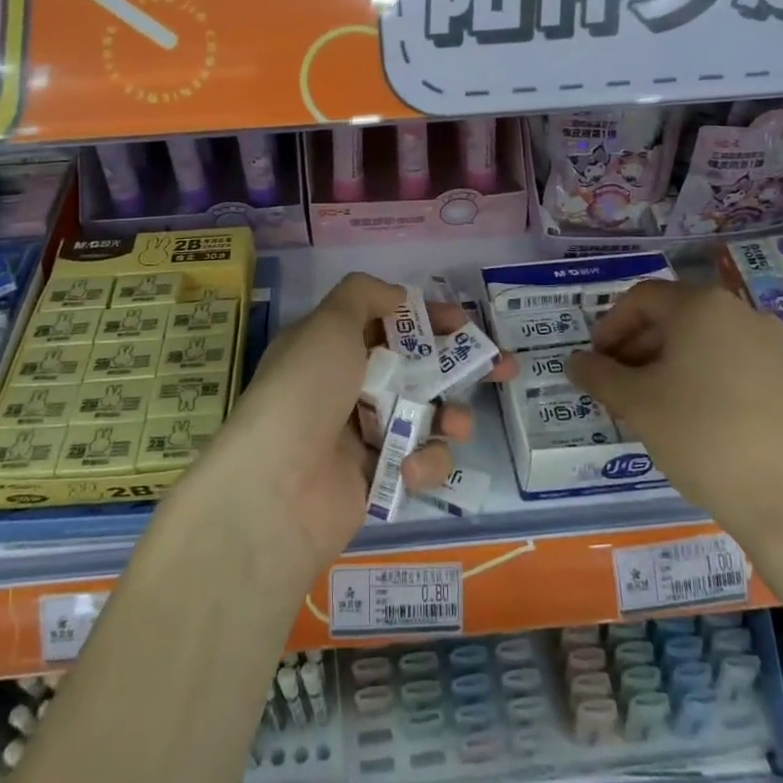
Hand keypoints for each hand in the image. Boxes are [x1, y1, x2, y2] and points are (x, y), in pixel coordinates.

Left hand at [206, 273, 514, 576]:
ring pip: (425, 416)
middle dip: (461, 367)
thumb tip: (397, 296)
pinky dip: (422, 462)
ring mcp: (363, 435)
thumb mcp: (328, 324)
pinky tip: (411, 468)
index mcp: (331, 348)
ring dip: (450, 416)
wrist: (277, 488)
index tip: (465, 323)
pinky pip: (417, 461)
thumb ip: (364, 295)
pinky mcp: (377, 479)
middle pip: (416, 369)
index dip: (429, 320)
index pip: (389, 324)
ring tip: (457, 424)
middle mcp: (347, 388)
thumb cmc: (306, 390)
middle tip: (505, 368)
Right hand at [567, 281, 782, 558]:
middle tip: (614, 389)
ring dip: (665, 366)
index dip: (608, 327)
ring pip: (702, 343)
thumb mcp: (637, 404)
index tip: (594, 364)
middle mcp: (741, 313)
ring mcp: (773, 346)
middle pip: (673, 317)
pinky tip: (691, 421)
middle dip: (635, 349)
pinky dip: (700, 380)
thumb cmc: (703, 437)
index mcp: (702, 307)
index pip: (640, 298)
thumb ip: (598, 375)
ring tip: (648, 409)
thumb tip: (574, 362)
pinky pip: (731, 364)